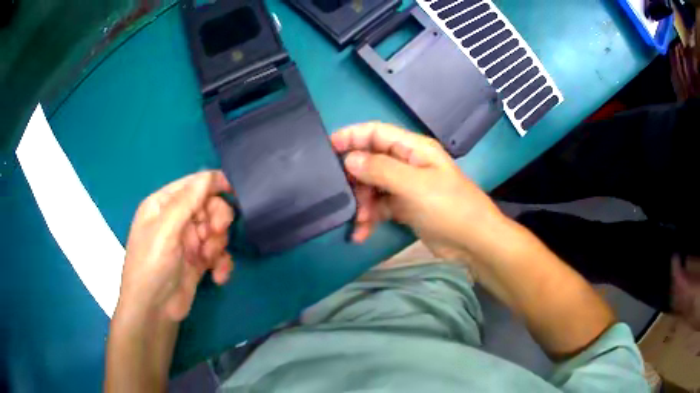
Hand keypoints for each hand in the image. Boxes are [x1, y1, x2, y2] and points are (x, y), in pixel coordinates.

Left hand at [118, 170, 234, 321]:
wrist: (154, 312)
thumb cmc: (151, 266)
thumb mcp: (165, 230)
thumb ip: (187, 201)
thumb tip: (210, 175)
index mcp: (163, 204)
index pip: (193, 185)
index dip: (213, 185)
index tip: (233, 193)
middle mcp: (176, 219)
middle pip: (209, 207)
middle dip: (216, 220)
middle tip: (216, 233)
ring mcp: (188, 241)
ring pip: (216, 231)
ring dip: (217, 245)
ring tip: (208, 261)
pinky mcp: (199, 261)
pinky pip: (219, 254)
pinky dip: (222, 263)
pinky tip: (218, 276)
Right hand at [331, 122, 505, 260]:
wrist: (473, 242)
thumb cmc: (449, 208)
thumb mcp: (415, 186)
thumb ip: (381, 170)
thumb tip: (349, 159)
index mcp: (413, 149)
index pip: (376, 132)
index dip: (352, 136)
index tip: (327, 147)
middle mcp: (407, 163)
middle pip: (370, 161)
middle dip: (355, 178)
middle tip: (342, 196)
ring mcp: (405, 186)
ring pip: (372, 186)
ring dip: (361, 203)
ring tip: (358, 222)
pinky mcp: (404, 207)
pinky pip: (379, 207)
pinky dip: (369, 218)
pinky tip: (361, 234)